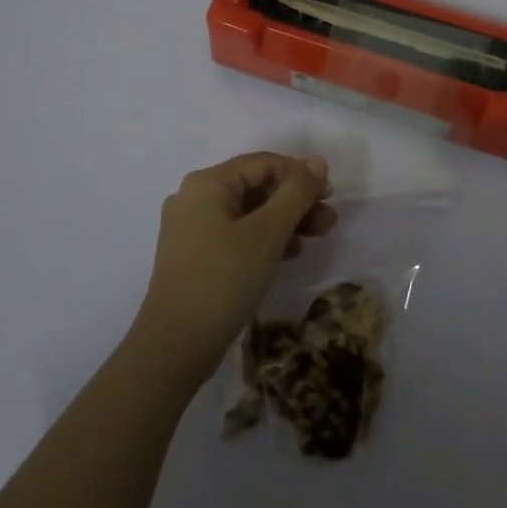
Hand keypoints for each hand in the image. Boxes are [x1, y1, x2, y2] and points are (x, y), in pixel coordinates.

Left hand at [136, 153, 336, 377]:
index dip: (300, 175)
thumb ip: (296, 192)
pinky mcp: (193, 255)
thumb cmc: (224, 279)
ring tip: (315, 239)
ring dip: (284, 221)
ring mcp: (190, 228)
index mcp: (207, 183)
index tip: (330, 197)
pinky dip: (263, 239)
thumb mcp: (268, 232)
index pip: (263, 163)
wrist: (175, 346)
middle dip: (295, 202)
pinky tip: (288, 255)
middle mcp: (194, 197)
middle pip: (255, 187)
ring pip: (248, 212)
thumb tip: (318, 161)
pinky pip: (235, 234)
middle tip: (328, 222)